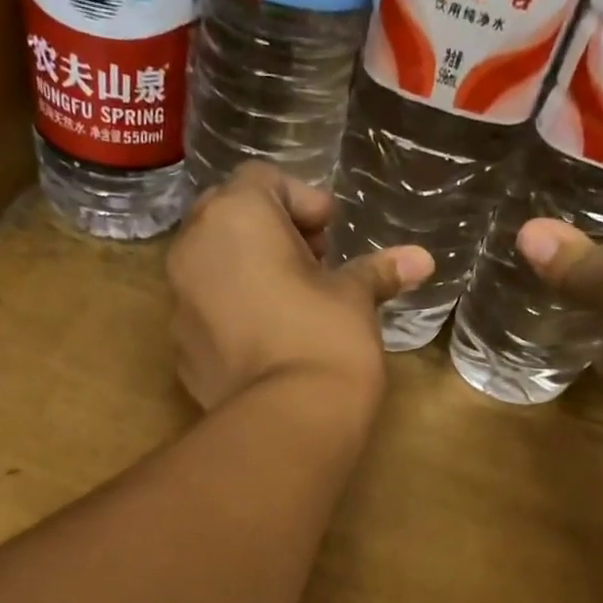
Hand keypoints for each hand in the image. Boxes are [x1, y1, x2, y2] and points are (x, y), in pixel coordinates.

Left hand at [166, 162, 433, 413]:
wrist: (288, 422)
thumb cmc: (326, 338)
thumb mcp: (356, 298)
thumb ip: (379, 271)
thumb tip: (422, 259)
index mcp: (235, 216)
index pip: (262, 180)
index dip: (302, 200)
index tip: (330, 232)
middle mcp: (193, 249)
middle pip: (228, 218)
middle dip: (270, 233)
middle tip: (311, 262)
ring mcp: (179, 302)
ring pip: (211, 266)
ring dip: (247, 271)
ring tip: (290, 302)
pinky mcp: (181, 349)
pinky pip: (206, 313)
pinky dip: (232, 313)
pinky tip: (267, 341)